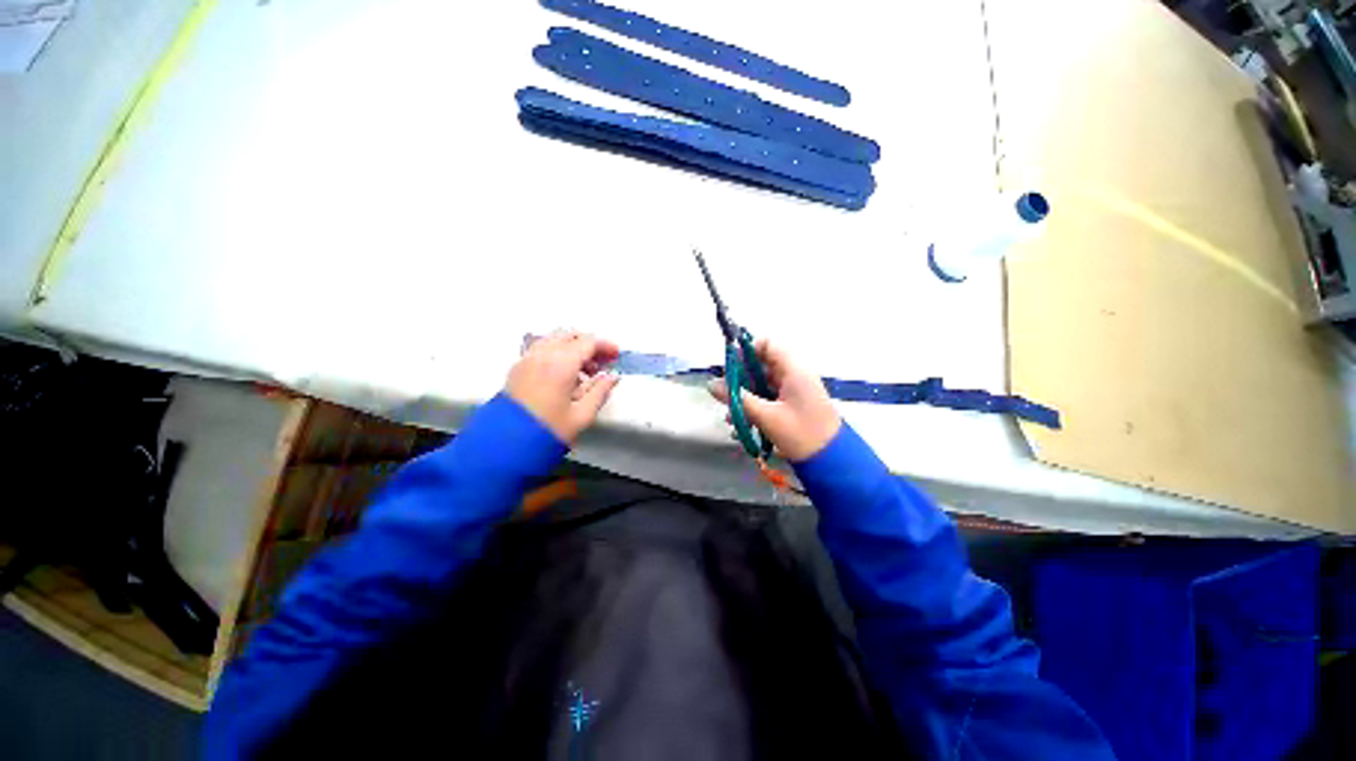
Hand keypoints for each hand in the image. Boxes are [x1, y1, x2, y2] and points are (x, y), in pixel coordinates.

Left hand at [507, 331, 620, 443]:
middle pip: (570, 335)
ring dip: (570, 347)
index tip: (615, 356)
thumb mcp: (581, 416)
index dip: (605, 346)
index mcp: (561, 363)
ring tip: (581, 371)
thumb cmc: (547, 432)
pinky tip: (561, 375)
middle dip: (588, 345)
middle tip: (600, 363)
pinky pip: (540, 348)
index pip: (588, 342)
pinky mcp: (517, 367)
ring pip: (553, 339)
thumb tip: (611, 377)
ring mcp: (527, 358)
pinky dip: (555, 352)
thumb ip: (600, 392)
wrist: (508, 444)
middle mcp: (543, 353)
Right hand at [709, 339, 840, 461]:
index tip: (728, 368)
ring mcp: (795, 391)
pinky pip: (770, 399)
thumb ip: (737, 399)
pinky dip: (756, 408)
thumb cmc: (800, 433)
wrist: (830, 459)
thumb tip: (712, 384)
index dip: (746, 351)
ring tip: (731, 416)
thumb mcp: (766, 416)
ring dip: (746, 398)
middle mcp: (794, 375)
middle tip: (725, 396)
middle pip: (762, 366)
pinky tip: (743, 425)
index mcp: (793, 370)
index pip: (767, 345)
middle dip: (741, 380)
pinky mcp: (794, 407)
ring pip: (764, 385)